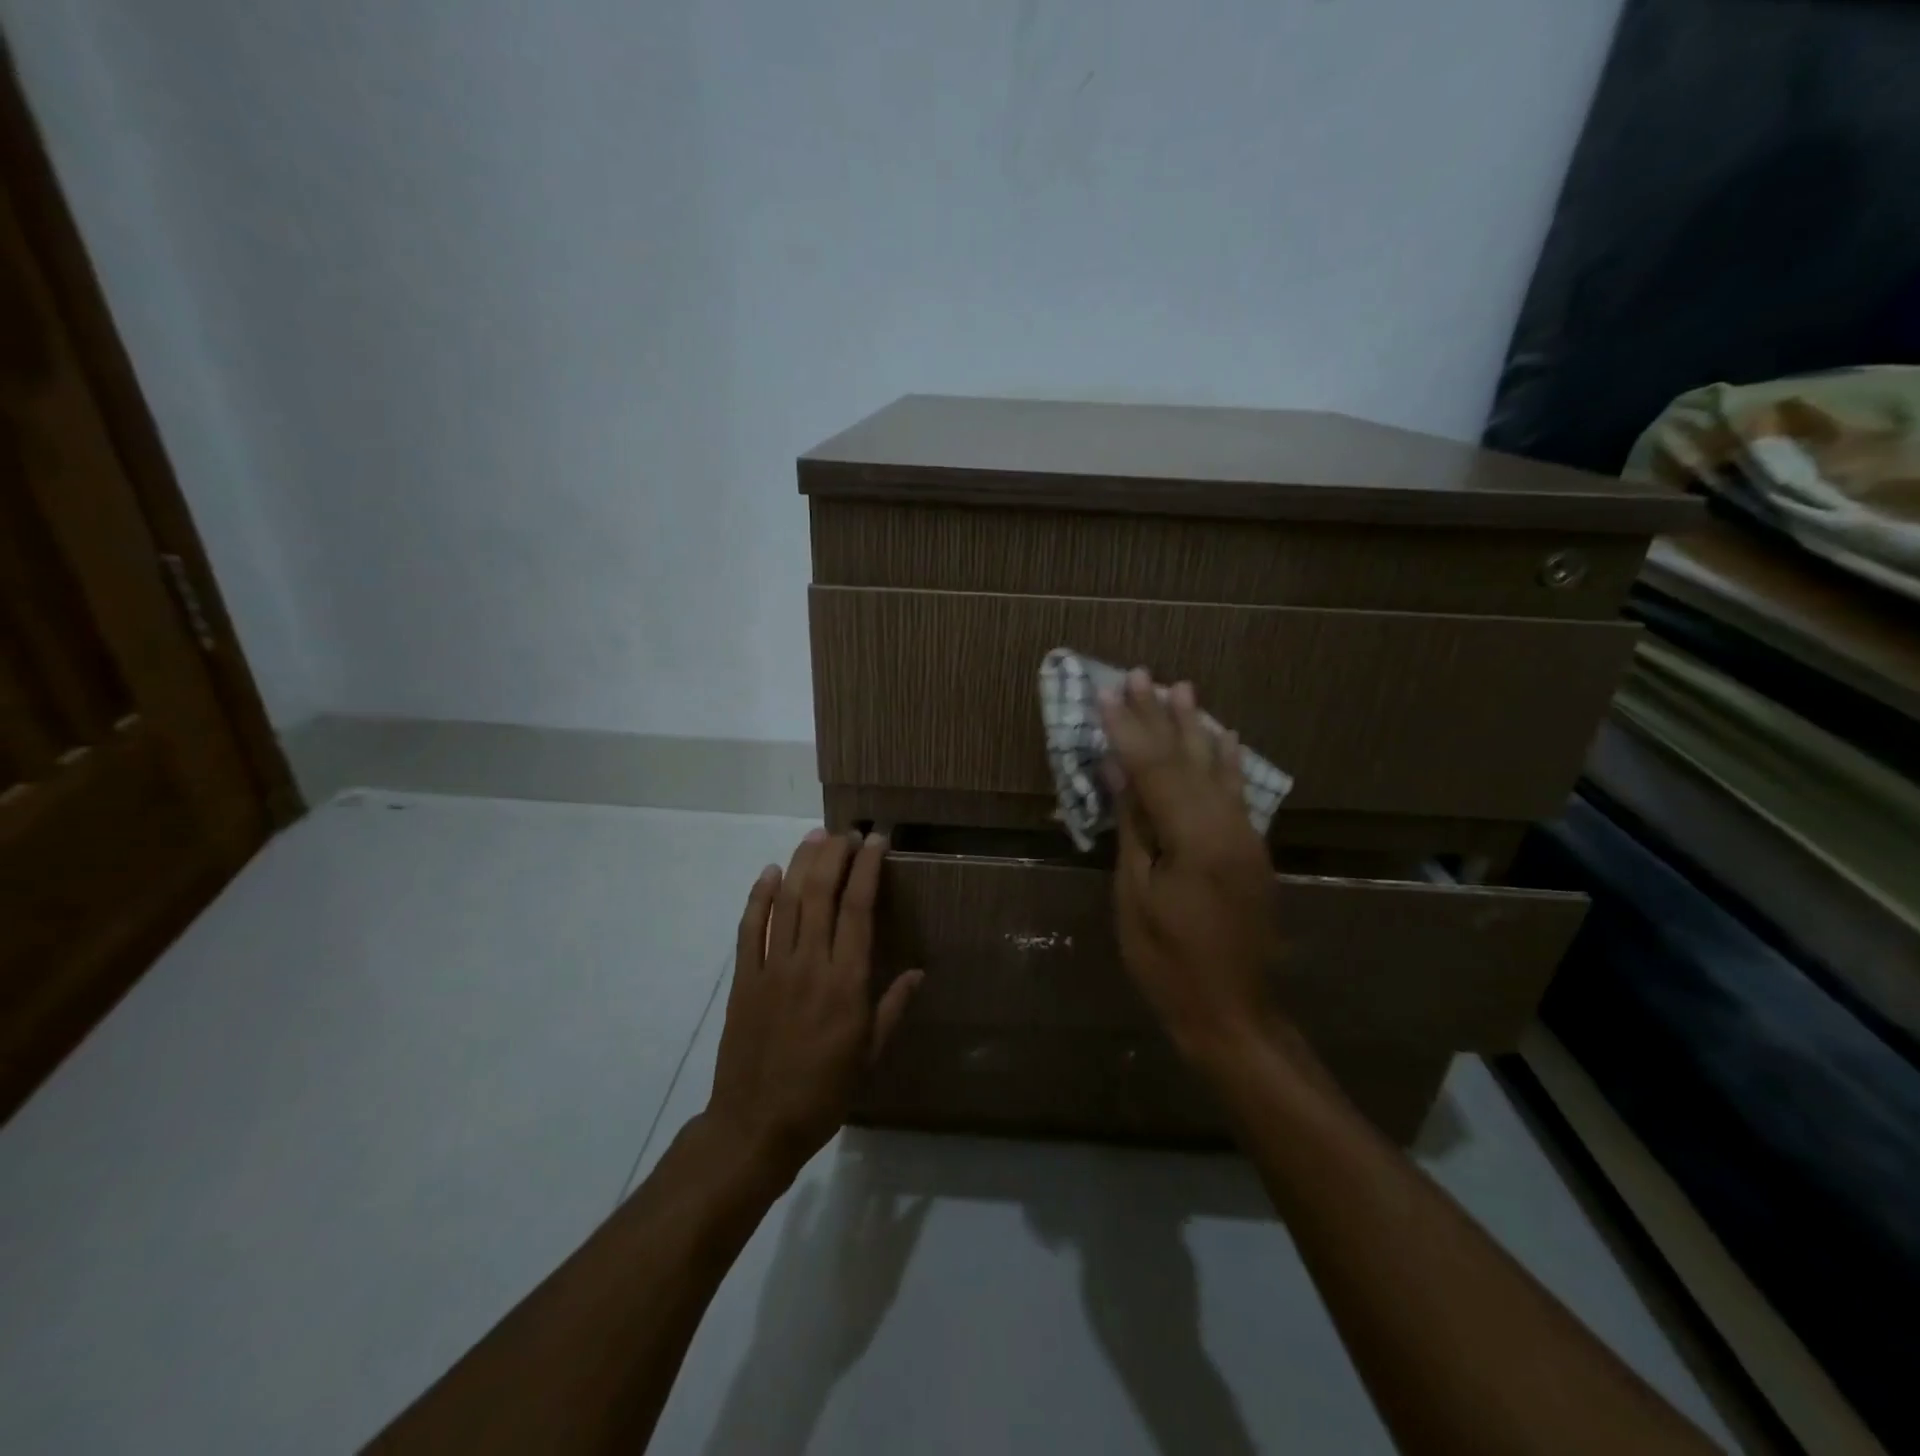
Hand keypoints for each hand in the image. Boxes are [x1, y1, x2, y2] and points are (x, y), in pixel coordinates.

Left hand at [704, 829, 921, 1182]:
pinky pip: (750, 928)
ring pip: (786, 902)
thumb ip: (893, 1007)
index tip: (877, 841)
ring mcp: (772, 968)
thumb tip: (919, 971)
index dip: (868, 868)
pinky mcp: (744, 979)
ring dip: (800, 864)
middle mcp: (810, 964)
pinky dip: (758, 896)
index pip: (858, 908)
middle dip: (835, 855)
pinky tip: (769, 873)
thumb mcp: (870, 1055)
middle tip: (847, 832)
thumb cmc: (824, 1092)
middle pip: (821, 893)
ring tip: (815, 837)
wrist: (756, 1125)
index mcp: (846, 983)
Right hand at [1101, 670, 1285, 1068]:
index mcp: (1194, 838)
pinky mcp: (1251, 851)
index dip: (1126, 729)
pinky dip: (1227, 760)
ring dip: (1195, 727)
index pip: (1153, 768)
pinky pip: (1237, 792)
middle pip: (1185, 759)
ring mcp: (1245, 837)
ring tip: (1181, 688)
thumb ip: (1134, 828)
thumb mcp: (1137, 895)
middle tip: (1139, 674)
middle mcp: (1227, 826)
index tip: (1105, 692)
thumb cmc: (1168, 962)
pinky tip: (1225, 736)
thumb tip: (1119, 774)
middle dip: (1159, 716)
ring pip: (1215, 769)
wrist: (1233, 1015)